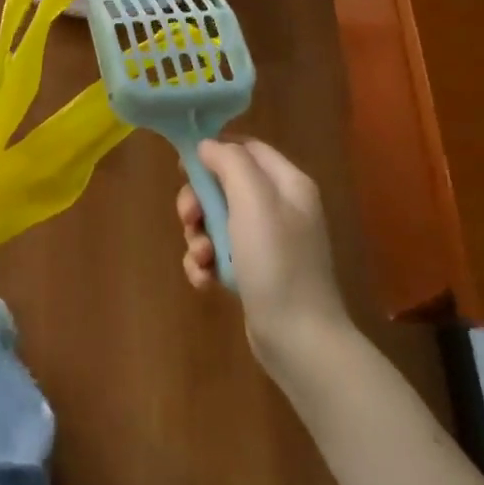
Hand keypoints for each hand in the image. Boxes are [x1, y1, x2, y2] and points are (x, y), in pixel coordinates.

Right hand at [178, 138, 352, 381]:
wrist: (299, 339)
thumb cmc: (276, 262)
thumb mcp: (253, 201)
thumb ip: (230, 163)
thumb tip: (207, 146)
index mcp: (287, 184)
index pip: (247, 148)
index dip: (214, 152)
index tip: (184, 168)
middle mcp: (279, 208)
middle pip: (224, 186)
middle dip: (199, 202)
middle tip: (189, 219)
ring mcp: (266, 243)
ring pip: (216, 222)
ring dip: (198, 237)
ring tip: (201, 259)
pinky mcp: (253, 272)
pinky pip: (219, 254)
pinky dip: (205, 264)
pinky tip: (205, 281)